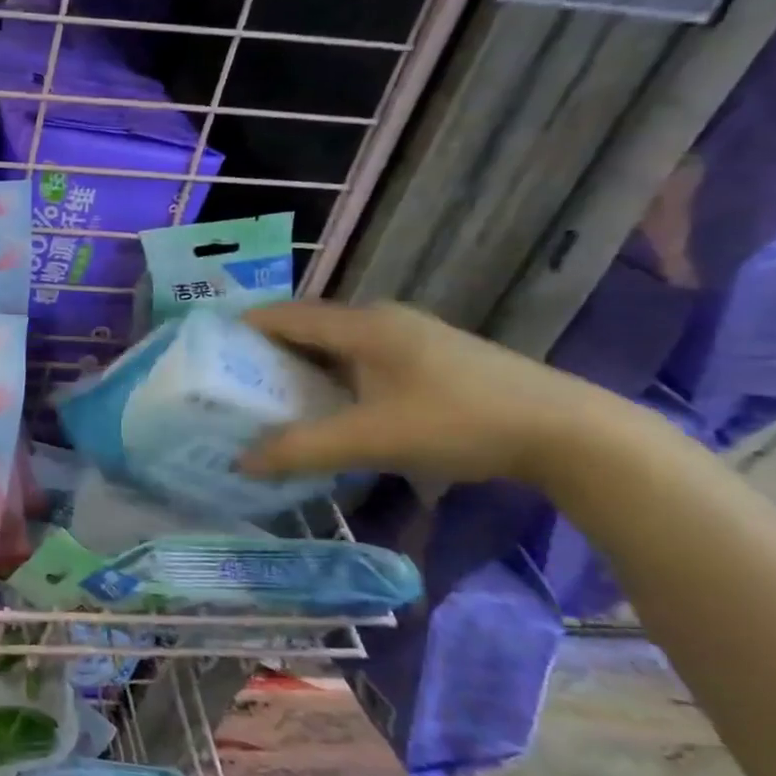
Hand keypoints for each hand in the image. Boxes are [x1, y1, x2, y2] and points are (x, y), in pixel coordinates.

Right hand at [239, 301, 608, 487]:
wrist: (569, 433)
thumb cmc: (458, 422)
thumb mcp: (370, 439)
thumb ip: (301, 450)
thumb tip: (241, 462)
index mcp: (362, 324)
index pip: (283, 314)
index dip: (241, 328)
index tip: (206, 353)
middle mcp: (382, 320)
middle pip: (307, 327)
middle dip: (266, 352)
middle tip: (231, 383)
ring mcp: (411, 338)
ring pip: (336, 345)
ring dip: (302, 367)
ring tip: (271, 398)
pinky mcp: (432, 360)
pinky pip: (362, 359)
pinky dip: (333, 377)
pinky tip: (332, 408)